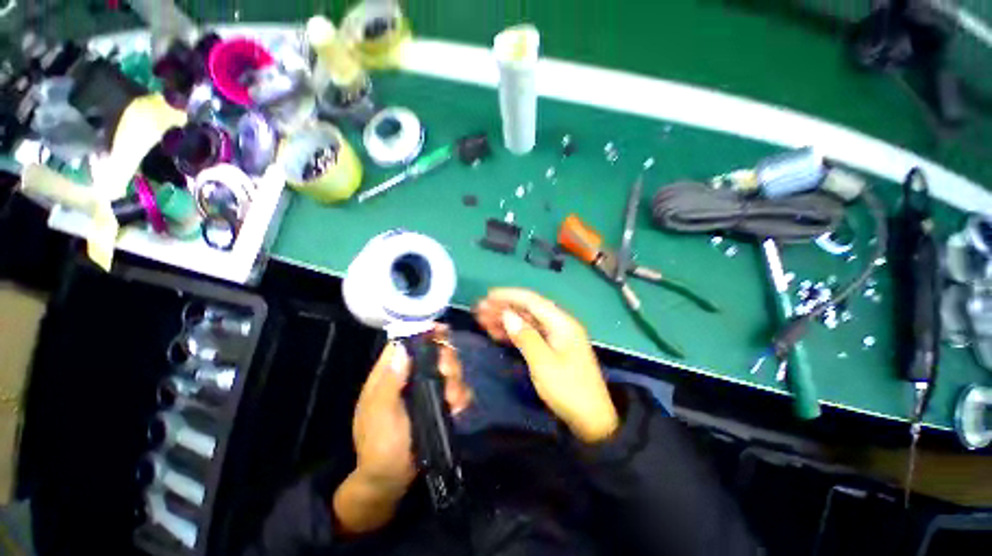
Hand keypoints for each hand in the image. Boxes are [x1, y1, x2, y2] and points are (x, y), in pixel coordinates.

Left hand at [334, 330, 470, 534]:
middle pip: (435, 352)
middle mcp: (411, 376)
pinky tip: (458, 408)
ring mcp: (428, 389)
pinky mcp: (441, 402)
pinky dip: (462, 395)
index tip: (442, 331)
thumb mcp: (380, 413)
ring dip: (456, 380)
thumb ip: (390, 382)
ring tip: (453, 400)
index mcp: (391, 373)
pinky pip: (458, 389)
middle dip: (446, 359)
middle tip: (447, 373)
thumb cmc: (379, 445)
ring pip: (449, 369)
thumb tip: (403, 348)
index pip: (407, 342)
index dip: (423, 332)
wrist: (392, 479)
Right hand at [474, 288, 618, 442]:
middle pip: (528, 310)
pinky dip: (514, 333)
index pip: (532, 301)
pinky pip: (530, 335)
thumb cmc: (568, 390)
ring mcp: (556, 337)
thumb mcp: (543, 363)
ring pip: (527, 322)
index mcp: (562, 323)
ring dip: (506, 319)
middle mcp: (559, 325)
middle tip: (480, 310)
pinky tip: (497, 333)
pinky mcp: (552, 349)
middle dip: (504, 307)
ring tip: (483, 320)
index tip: (488, 296)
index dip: (509, 296)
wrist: (591, 421)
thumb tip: (507, 314)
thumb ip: (525, 336)